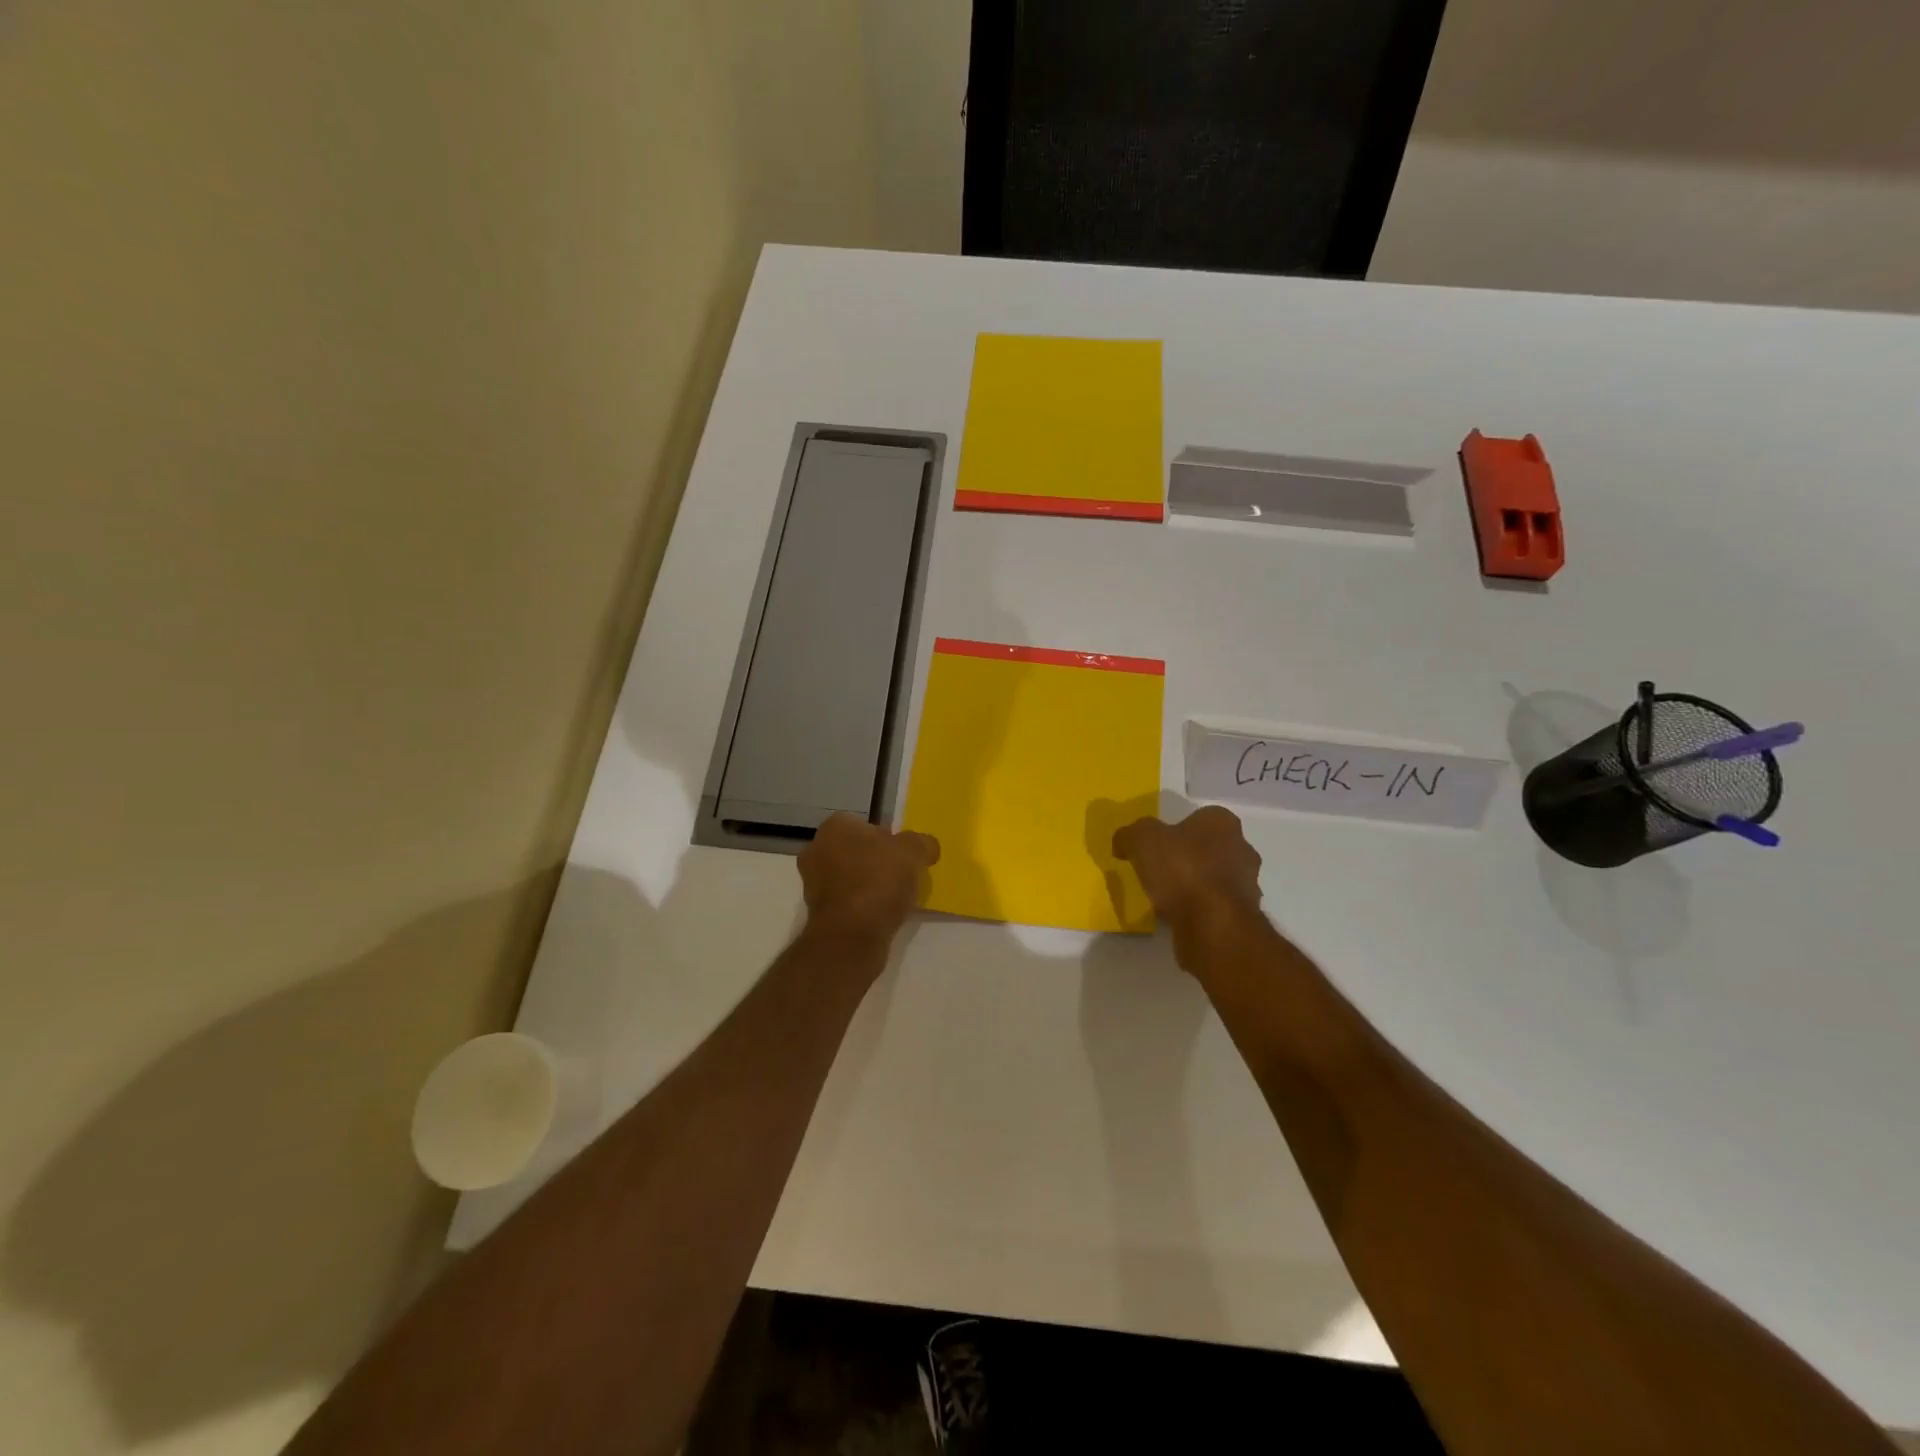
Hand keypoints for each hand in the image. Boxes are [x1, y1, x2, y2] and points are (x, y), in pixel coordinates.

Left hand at [798, 814, 939, 944]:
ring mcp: (812, 883)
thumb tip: (926, 846)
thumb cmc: (879, 881)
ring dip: (869, 885)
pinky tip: (881, 915)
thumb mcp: (913, 852)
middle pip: (856, 851)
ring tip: (895, 898)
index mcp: (834, 827)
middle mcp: (816, 850)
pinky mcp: (817, 913)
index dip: (888, 838)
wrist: (851, 935)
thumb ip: (921, 843)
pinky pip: (847, 902)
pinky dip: (862, 906)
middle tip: (902, 875)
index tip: (904, 856)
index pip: (865, 825)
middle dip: (876, 861)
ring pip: (850, 877)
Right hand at [1112, 805, 1262, 936]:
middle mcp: (1242, 848)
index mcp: (1222, 822)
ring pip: (1215, 877)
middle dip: (1188, 857)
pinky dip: (1200, 909)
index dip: (1176, 829)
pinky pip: (1216, 905)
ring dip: (1196, 884)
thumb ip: (1130, 835)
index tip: (1156, 845)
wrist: (1213, 924)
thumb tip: (1123, 841)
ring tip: (1166, 897)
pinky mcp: (1244, 915)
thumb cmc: (1181, 869)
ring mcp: (1248, 883)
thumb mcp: (1141, 840)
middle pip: (1210, 847)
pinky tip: (1179, 917)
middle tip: (1160, 869)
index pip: (1200, 817)